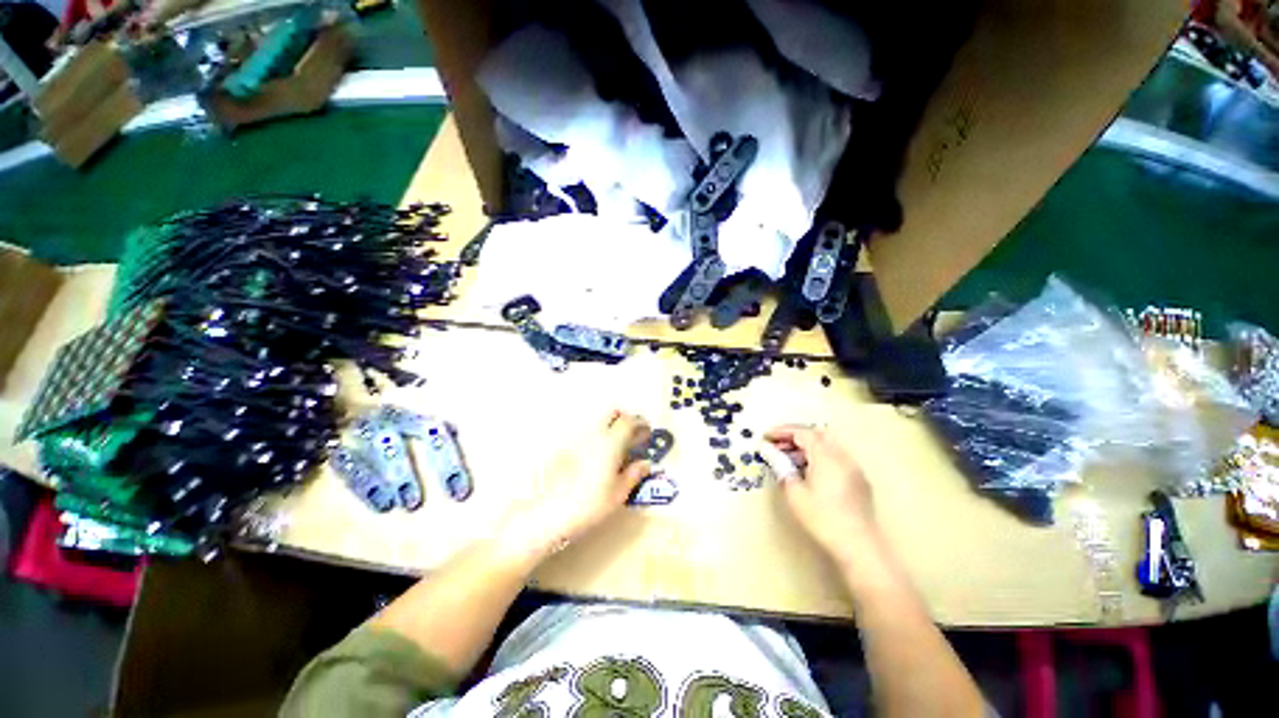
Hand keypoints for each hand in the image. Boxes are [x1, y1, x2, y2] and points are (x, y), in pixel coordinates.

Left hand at [497, 410, 652, 561]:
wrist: (547, 513)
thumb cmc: (588, 505)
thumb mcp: (617, 494)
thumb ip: (633, 474)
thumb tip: (645, 463)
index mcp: (611, 442)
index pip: (629, 421)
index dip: (640, 424)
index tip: (647, 433)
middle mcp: (594, 434)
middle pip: (612, 413)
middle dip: (625, 419)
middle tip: (632, 435)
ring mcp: (577, 439)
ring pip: (598, 422)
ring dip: (610, 427)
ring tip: (615, 448)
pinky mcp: (565, 447)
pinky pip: (587, 433)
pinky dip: (597, 437)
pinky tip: (597, 457)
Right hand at [765, 425, 877, 563]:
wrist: (859, 545)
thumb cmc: (822, 519)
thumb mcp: (795, 493)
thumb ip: (781, 467)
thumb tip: (769, 451)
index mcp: (825, 456)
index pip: (801, 433)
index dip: (782, 432)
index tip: (766, 437)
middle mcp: (842, 456)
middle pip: (817, 433)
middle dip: (796, 435)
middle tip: (778, 445)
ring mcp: (853, 467)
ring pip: (829, 445)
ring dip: (808, 446)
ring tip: (791, 459)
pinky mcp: (859, 480)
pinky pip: (837, 457)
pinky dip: (821, 456)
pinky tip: (811, 472)